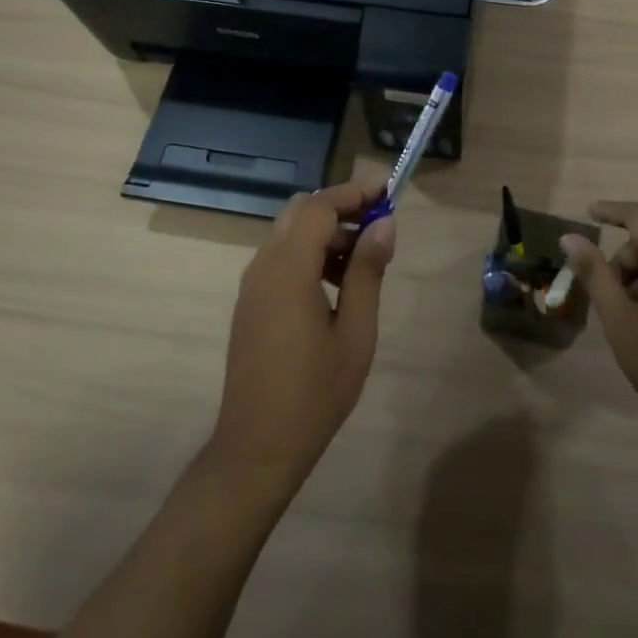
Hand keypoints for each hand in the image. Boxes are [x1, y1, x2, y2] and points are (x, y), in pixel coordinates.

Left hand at [208, 180, 395, 506]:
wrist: (257, 447)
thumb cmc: (315, 393)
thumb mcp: (355, 332)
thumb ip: (367, 271)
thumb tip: (383, 223)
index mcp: (288, 269)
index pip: (319, 207)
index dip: (354, 192)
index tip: (387, 190)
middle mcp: (263, 266)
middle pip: (300, 212)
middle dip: (340, 208)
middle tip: (378, 224)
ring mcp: (252, 285)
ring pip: (289, 233)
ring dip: (325, 232)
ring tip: (364, 260)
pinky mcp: (250, 303)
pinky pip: (280, 258)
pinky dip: (309, 253)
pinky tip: (336, 284)